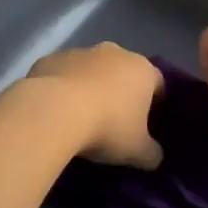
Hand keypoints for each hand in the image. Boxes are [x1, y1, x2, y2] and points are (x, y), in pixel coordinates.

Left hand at [23, 43, 164, 168]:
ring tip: (80, 118)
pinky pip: (61, 74)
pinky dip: (61, 88)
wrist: (54, 111)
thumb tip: (153, 156)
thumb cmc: (107, 127)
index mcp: (142, 70)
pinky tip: (55, 112)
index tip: (147, 124)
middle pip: (123, 72)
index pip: (158, 83)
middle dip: (120, 92)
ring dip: (88, 87)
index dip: (155, 104)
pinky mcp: (50, 58)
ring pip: (90, 70)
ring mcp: (79, 51)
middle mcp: (114, 53)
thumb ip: (151, 153)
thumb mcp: (137, 152)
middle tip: (113, 122)